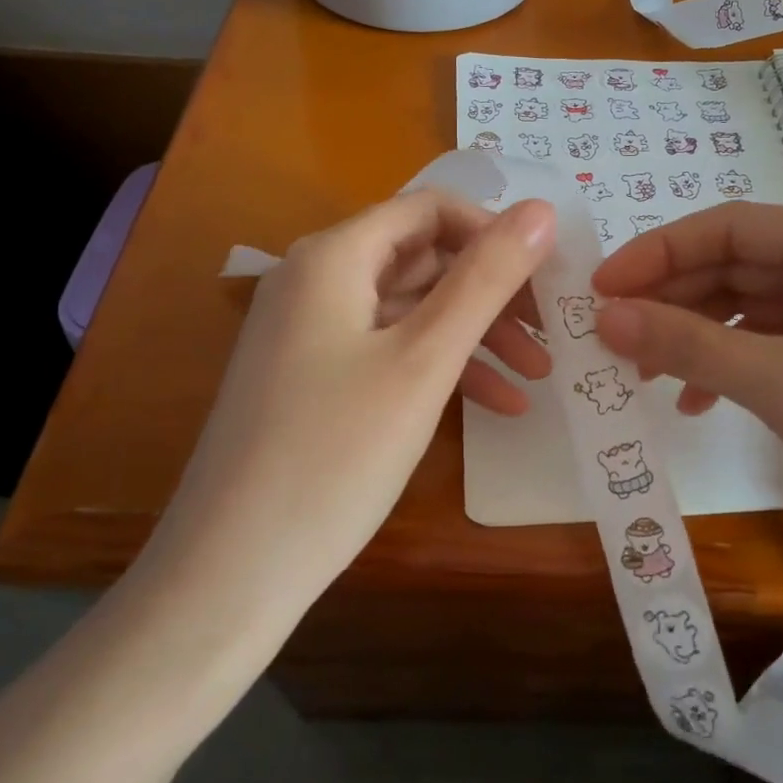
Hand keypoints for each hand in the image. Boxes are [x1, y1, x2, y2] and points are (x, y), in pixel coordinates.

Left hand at [133, 191, 555, 622]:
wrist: (230, 573)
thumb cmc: (335, 454)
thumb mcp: (424, 360)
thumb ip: (486, 278)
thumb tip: (541, 209)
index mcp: (334, 256)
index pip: (430, 210)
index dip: (494, 233)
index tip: (547, 276)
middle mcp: (316, 279)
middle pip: (424, 259)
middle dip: (493, 293)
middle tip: (553, 331)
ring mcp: (310, 331)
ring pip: (412, 309)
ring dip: (476, 335)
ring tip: (538, 375)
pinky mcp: (313, 377)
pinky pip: (389, 351)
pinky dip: (441, 368)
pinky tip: (496, 406)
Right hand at [591, 203, 782, 585]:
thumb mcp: (782, 386)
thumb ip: (687, 343)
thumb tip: (604, 316)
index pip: (730, 227)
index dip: (658, 252)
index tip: (600, 289)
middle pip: (737, 267)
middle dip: (672, 299)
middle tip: (611, 335)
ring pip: (750, 310)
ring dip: (695, 336)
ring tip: (645, 373)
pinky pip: (772, 349)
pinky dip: (729, 367)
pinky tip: (699, 402)